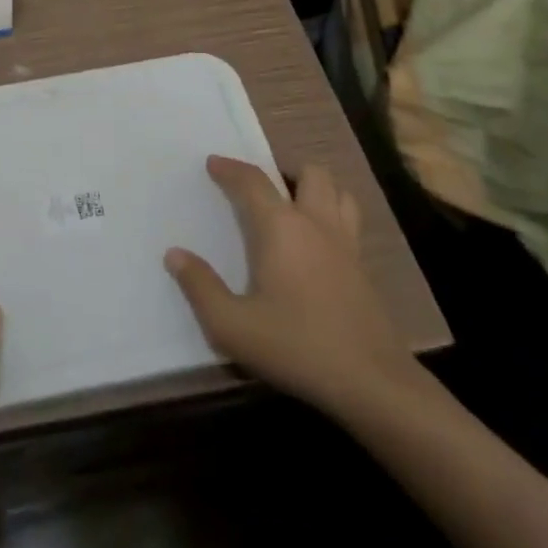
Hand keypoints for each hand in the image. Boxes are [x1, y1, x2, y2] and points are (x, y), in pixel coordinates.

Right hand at [165, 156, 417, 419]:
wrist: (372, 383)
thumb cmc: (296, 347)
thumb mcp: (233, 326)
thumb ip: (200, 287)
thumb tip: (175, 255)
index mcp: (281, 227)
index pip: (253, 181)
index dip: (230, 168)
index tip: (213, 163)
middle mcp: (316, 224)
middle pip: (310, 174)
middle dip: (286, 172)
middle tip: (264, 191)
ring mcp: (347, 245)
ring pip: (339, 193)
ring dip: (317, 191)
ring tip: (296, 208)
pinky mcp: (366, 271)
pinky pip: (351, 223)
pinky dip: (334, 218)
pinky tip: (319, 247)